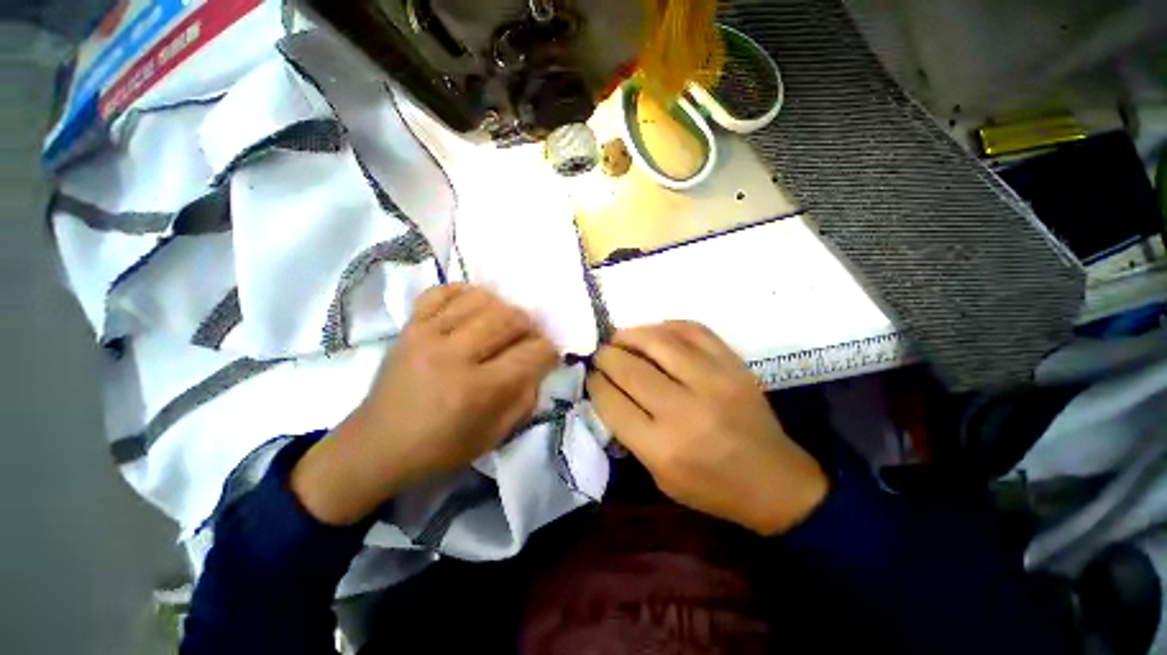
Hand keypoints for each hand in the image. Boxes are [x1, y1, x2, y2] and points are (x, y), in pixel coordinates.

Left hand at [292, 285, 558, 524]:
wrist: (377, 444)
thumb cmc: (441, 447)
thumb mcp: (495, 435)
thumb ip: (526, 397)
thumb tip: (539, 363)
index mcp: (477, 390)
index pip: (531, 353)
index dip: (548, 351)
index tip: (547, 355)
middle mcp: (453, 355)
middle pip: (510, 318)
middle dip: (530, 327)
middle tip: (528, 339)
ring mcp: (427, 334)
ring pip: (482, 298)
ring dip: (503, 309)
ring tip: (501, 325)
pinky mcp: (409, 325)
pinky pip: (443, 291)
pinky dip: (464, 294)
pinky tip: (472, 310)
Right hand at [586, 322, 828, 535]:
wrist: (775, 481)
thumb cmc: (711, 487)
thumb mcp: (659, 475)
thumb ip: (629, 432)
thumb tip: (608, 389)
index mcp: (662, 447)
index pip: (611, 401)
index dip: (594, 382)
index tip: (590, 374)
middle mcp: (685, 410)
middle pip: (629, 368)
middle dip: (605, 355)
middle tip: (600, 353)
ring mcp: (714, 382)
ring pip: (658, 341)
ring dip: (630, 334)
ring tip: (620, 337)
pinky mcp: (734, 365)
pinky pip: (693, 330)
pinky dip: (667, 326)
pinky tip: (655, 333)